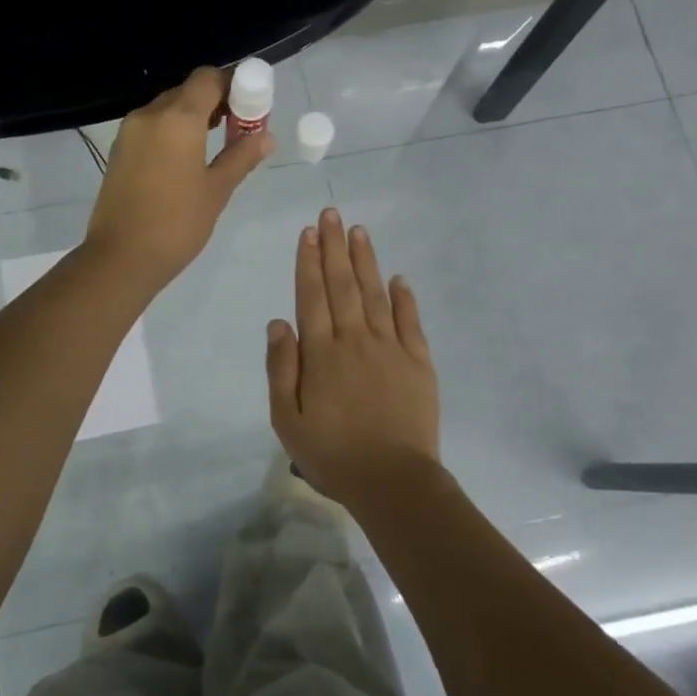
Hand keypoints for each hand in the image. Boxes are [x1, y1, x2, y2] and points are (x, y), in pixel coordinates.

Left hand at [85, 66, 274, 291]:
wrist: (121, 257)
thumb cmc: (177, 223)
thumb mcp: (216, 190)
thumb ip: (241, 157)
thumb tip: (266, 137)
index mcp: (178, 118)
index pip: (208, 78)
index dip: (233, 84)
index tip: (250, 106)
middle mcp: (150, 114)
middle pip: (187, 91)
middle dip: (215, 101)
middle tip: (238, 128)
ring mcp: (130, 132)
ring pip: (167, 108)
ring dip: (192, 116)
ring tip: (215, 144)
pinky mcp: (119, 150)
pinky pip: (151, 126)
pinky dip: (172, 131)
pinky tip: (186, 158)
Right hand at [265, 208, 440, 504]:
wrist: (393, 481)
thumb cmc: (332, 454)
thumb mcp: (287, 419)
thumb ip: (281, 368)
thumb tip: (278, 322)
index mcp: (321, 353)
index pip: (312, 296)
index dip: (308, 262)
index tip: (308, 233)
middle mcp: (355, 340)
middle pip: (342, 285)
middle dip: (334, 247)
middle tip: (332, 214)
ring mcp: (390, 349)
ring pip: (376, 294)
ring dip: (365, 261)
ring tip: (359, 231)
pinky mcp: (418, 363)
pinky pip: (411, 322)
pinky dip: (405, 298)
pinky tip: (399, 278)